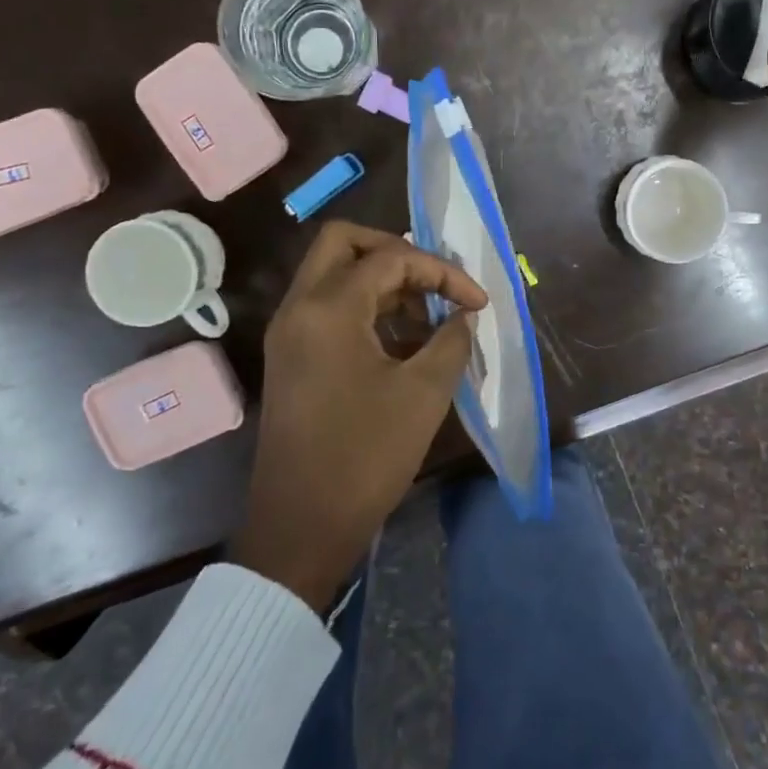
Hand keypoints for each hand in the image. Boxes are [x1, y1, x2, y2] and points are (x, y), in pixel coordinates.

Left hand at [233, 222, 486, 611]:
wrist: (301, 525)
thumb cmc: (366, 455)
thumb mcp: (424, 393)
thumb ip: (451, 340)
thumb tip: (463, 317)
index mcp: (329, 308)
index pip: (391, 258)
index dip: (443, 272)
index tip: (478, 303)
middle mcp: (299, 307)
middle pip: (344, 243)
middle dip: (397, 252)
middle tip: (436, 282)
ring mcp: (289, 332)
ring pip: (334, 274)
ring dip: (382, 280)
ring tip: (429, 315)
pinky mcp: (290, 358)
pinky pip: (327, 307)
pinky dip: (365, 306)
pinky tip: (404, 341)